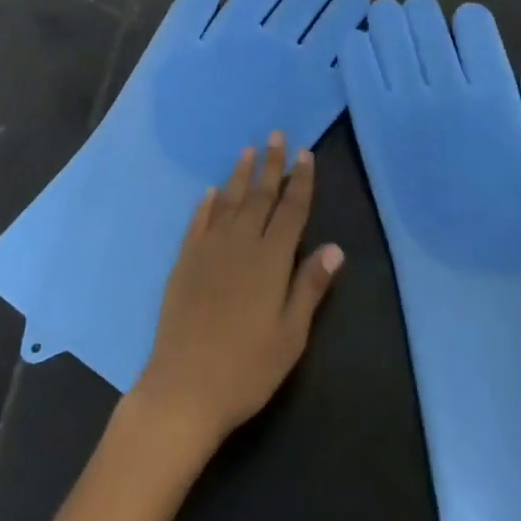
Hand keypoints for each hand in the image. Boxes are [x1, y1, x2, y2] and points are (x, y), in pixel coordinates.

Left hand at [129, 134, 343, 456]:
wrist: (185, 386)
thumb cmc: (247, 367)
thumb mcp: (290, 335)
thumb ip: (310, 286)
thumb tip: (335, 248)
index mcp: (271, 260)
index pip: (291, 210)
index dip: (300, 181)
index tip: (305, 153)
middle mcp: (240, 244)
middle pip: (260, 196)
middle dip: (271, 165)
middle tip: (277, 135)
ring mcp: (208, 249)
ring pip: (229, 201)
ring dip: (240, 175)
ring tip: (248, 150)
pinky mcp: (185, 260)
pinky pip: (198, 221)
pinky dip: (207, 203)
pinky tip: (211, 191)